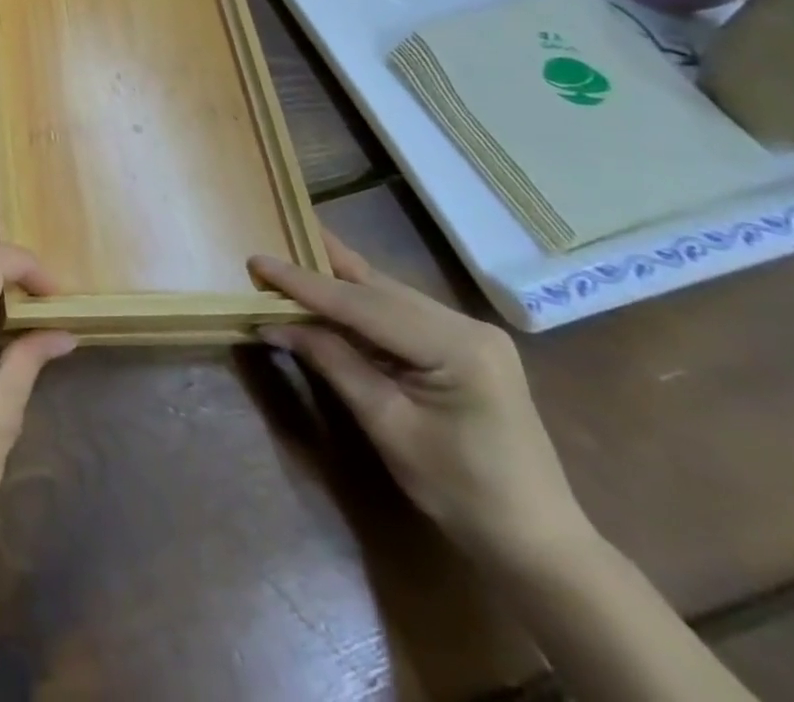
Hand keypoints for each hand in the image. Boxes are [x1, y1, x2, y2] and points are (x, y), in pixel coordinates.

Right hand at [248, 233, 589, 568]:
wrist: (537, 543)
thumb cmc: (462, 492)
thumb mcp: (387, 425)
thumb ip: (333, 362)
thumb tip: (273, 323)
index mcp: (457, 346)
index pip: (362, 304)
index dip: (304, 283)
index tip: (257, 261)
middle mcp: (466, 325)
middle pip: (376, 289)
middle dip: (318, 271)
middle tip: (267, 250)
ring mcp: (469, 333)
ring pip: (386, 295)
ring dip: (336, 284)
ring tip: (288, 263)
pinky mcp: (463, 346)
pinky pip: (399, 313)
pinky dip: (358, 305)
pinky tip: (329, 293)